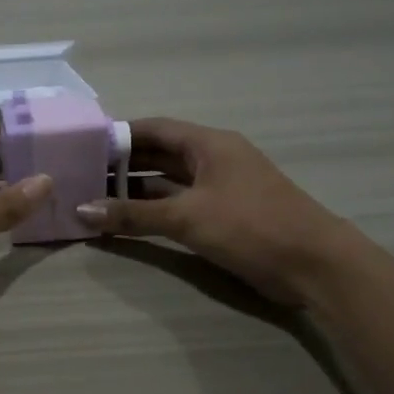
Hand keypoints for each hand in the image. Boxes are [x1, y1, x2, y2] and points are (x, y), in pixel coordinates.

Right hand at [74, 118, 353, 307]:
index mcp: (209, 144)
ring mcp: (219, 190)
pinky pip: (178, 206)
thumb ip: (133, 214)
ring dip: (134, 191)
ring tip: (93, 199)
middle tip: (80, 175)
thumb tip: (82, 210)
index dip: (119, 135)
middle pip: (158, 155)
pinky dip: (152, 212)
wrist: (313, 264)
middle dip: (121, 165)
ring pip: (167, 183)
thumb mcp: (186, 217)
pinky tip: (124, 222)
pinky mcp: (223, 217)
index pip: (154, 129)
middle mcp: (213, 160)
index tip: (83, 145)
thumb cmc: (250, 226)